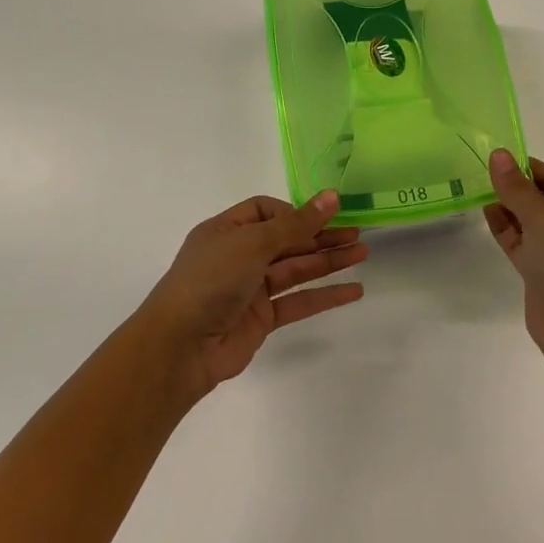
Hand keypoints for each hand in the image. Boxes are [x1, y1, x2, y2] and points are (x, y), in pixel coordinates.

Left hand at [137, 190, 367, 398]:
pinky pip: (298, 301)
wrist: (180, 346)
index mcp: (227, 230)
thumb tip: (332, 196)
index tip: (322, 216)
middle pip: (286, 240)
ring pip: (296, 269)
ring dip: (328, 261)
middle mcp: (238, 256)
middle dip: (321, 236)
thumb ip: (297, 224)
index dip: (294, 212)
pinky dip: (324, 295)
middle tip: (358, 233)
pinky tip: (353, 290)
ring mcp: (250, 288)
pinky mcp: (262, 319)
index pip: (265, 211)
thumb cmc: (211, 280)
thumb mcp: (253, 243)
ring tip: (363, 253)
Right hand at [484, 150, 543, 378]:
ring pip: (531, 222)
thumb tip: (498, 155)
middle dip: (515, 186)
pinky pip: (523, 243)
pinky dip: (506, 229)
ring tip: (476, 187)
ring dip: (508, 207)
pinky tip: (486, 213)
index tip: (496, 156)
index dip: (527, 167)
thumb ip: (516, 187)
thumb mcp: (543, 218)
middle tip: (480, 169)